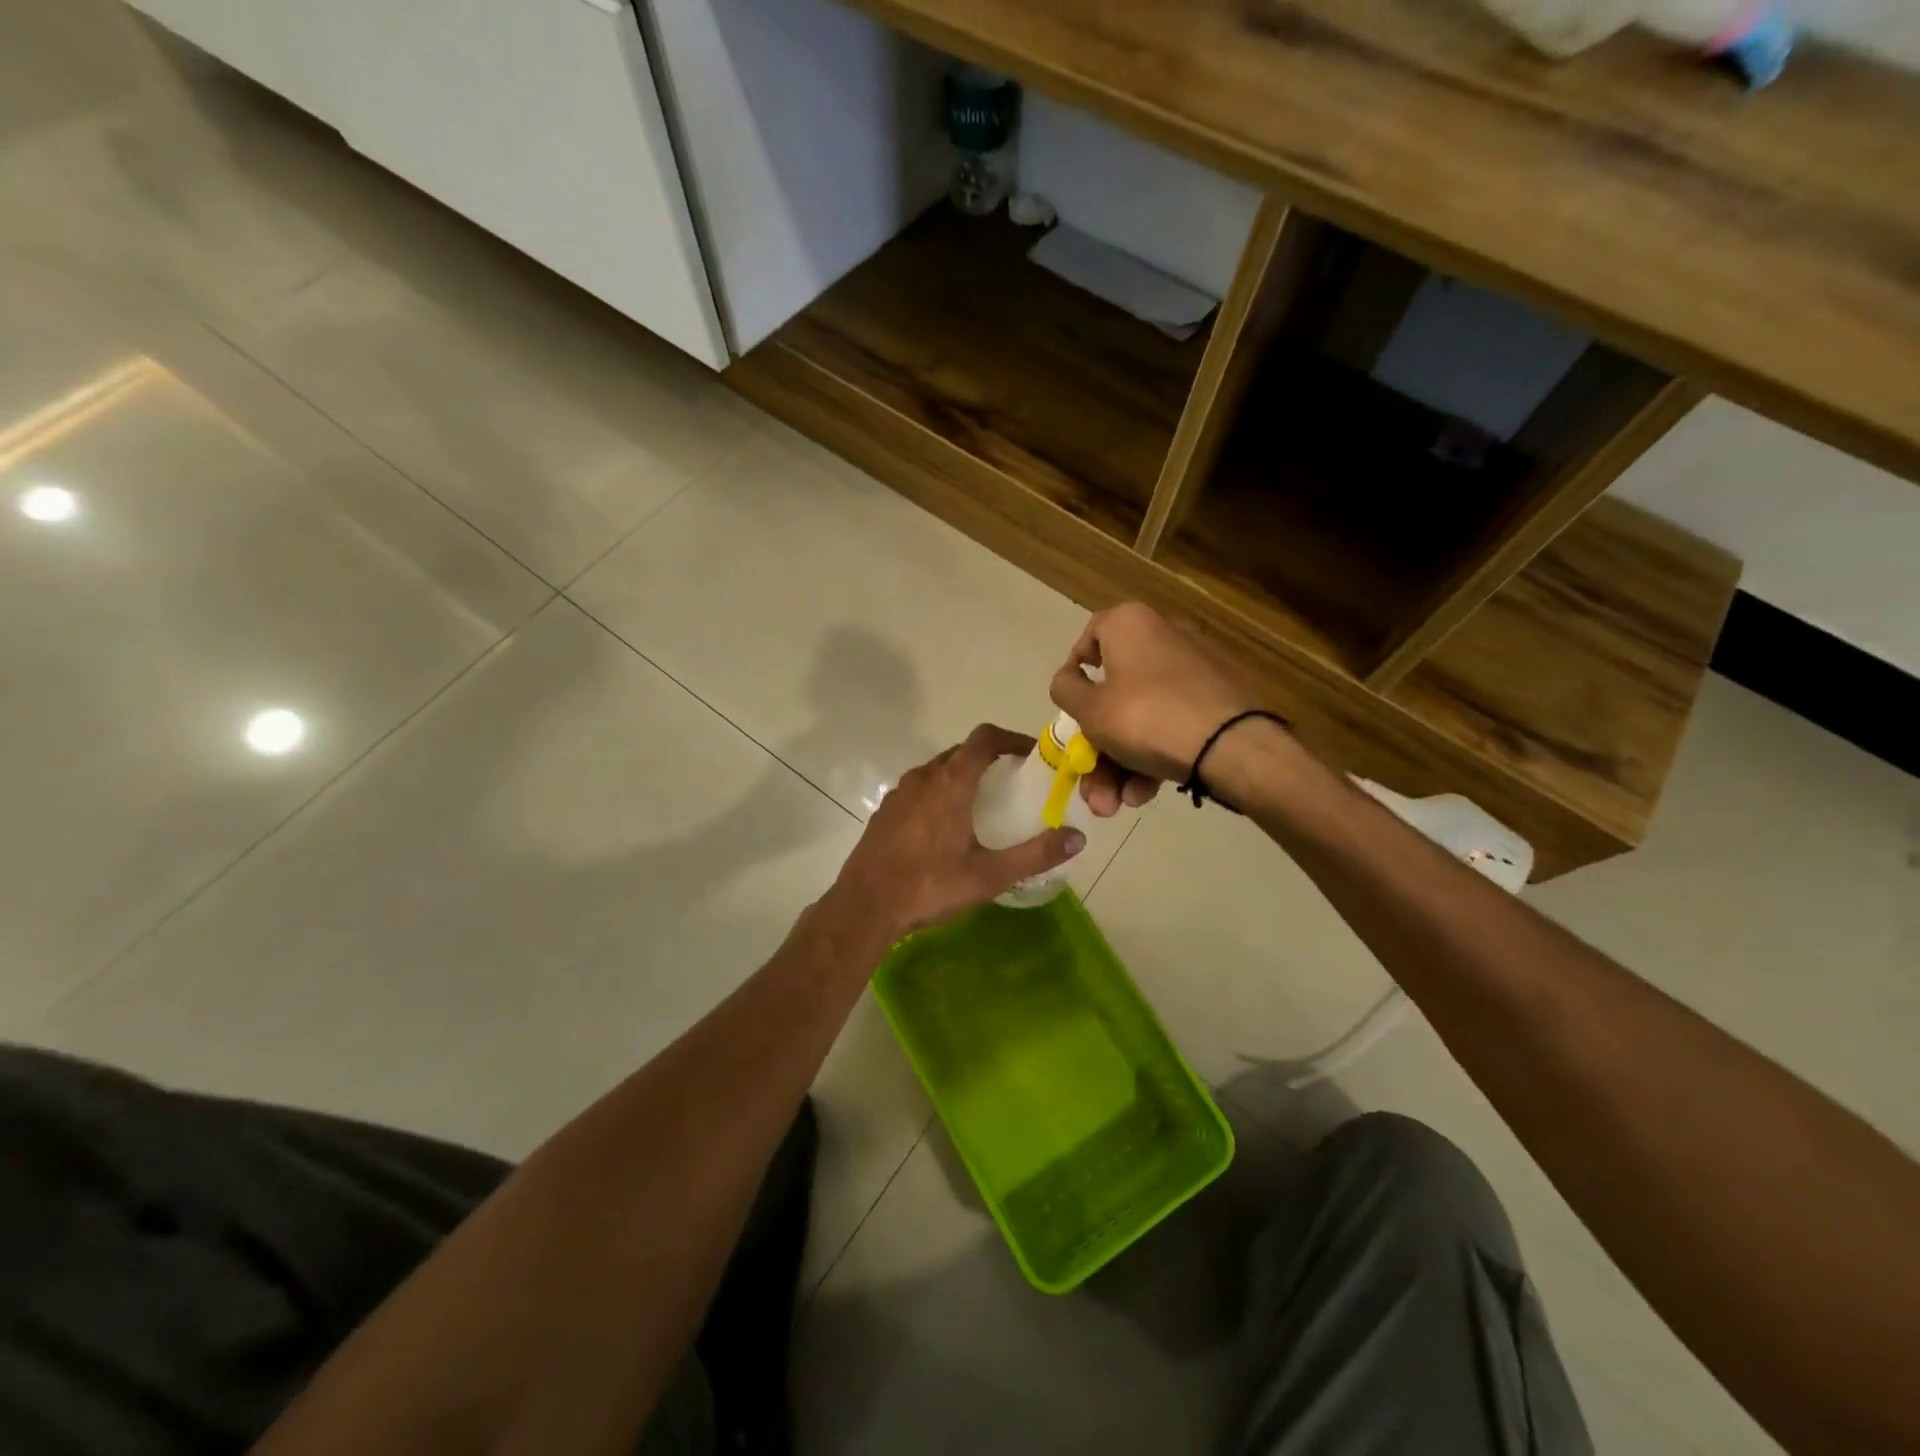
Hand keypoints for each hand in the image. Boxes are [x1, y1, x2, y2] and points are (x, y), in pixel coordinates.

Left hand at [826, 725, 1086, 939]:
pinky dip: (938, 794)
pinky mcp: (884, 811)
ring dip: (962, 776)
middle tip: (1012, 784)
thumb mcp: (990, 875)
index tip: (1031, 755)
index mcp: (951, 782)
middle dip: (989, 759)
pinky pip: (918, 790)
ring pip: (937, 770)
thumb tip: (1078, 838)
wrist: (865, 906)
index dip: (1011, 738)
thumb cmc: (930, 886)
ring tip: (981, 806)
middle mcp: (923, 777)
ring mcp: (899, 793)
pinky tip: (944, 829)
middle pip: (961, 752)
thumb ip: (1036, 855)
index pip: (984, 738)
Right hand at [1050, 603, 1259, 815]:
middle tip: (1090, 786)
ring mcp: (1191, 673)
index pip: (1089, 638)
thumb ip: (1066, 690)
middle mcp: (1161, 638)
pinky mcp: (1213, 702)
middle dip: (1096, 749)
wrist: (1232, 746)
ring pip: (1139, 717)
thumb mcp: (1090, 709)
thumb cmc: (1146, 717)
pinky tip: (1144, 795)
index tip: (1069, 710)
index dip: (1073, 676)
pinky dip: (1151, 757)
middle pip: (1113, 694)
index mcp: (1129, 624)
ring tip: (1113, 805)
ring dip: (1118, 765)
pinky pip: (1168, 724)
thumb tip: (1067, 679)